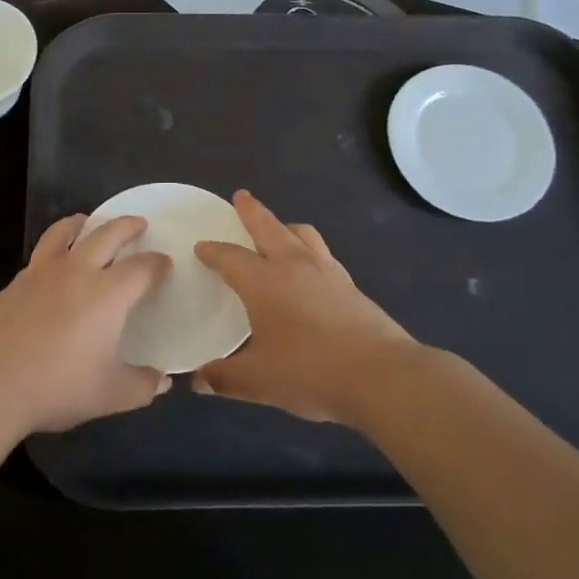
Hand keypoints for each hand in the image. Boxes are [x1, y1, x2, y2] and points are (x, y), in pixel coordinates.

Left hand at [0, 214, 171, 435]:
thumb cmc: (55, 386)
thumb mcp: (109, 395)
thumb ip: (141, 386)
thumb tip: (164, 380)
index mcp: (107, 294)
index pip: (142, 268)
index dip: (157, 263)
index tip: (165, 264)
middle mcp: (77, 271)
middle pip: (106, 234)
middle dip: (127, 225)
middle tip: (138, 223)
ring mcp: (42, 272)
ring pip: (65, 232)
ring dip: (83, 222)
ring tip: (88, 221)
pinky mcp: (15, 282)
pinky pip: (41, 252)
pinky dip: (55, 245)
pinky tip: (55, 262)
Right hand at [194, 190, 417, 423]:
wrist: (380, 375)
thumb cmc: (310, 372)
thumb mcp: (258, 381)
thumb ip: (224, 378)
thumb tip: (197, 380)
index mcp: (263, 281)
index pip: (230, 257)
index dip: (213, 251)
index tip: (201, 246)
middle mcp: (293, 265)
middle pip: (268, 226)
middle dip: (251, 211)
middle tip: (241, 196)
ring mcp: (326, 271)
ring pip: (302, 234)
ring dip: (285, 227)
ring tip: (279, 230)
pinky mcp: (350, 285)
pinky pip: (323, 254)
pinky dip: (310, 250)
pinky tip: (311, 269)